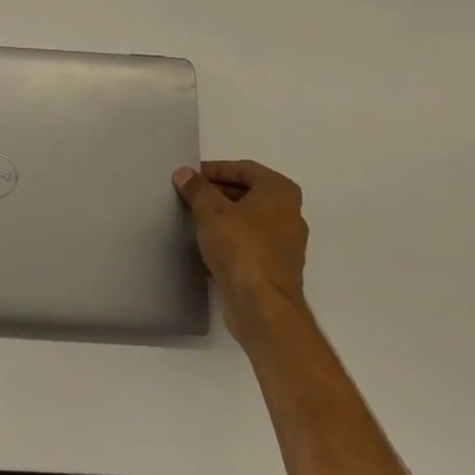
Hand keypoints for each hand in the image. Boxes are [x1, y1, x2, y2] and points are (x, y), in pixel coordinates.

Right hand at [173, 160, 309, 339]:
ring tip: (192, 218)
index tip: (190, 177)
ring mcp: (285, 243)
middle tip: (188, 196)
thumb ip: (197, 188)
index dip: (215, 169)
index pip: (244, 168)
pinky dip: (229, 239)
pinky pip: (249, 243)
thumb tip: (184, 174)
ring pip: (248, 219)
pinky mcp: (275, 267)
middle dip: (217, 192)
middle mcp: (289, 213)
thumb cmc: (240, 247)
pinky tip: (205, 245)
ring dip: (222, 217)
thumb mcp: (211, 211)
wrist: (262, 306)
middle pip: (248, 192)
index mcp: (280, 192)